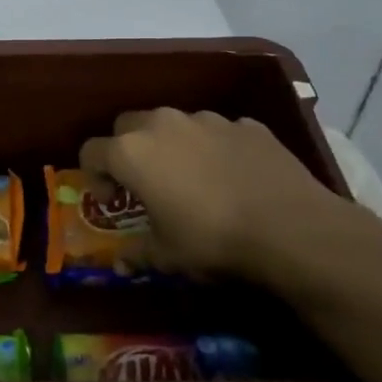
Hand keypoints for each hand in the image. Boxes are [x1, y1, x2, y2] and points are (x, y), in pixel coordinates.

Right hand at [79, 108, 373, 289]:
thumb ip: (137, 252)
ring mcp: (207, 119)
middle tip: (144, 183)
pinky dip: (214, 148)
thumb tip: (121, 262)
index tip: (114, 201)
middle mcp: (163, 124)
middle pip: (127, 126)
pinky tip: (232, 177)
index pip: (91, 151)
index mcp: (132, 152)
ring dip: (171, 145)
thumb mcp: (166, 255)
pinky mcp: (245, 124)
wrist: (290, 227)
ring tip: (191, 179)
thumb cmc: (212, 239)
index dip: (94, 176)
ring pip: (174, 124)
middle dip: (127, 150)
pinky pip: (217, 132)